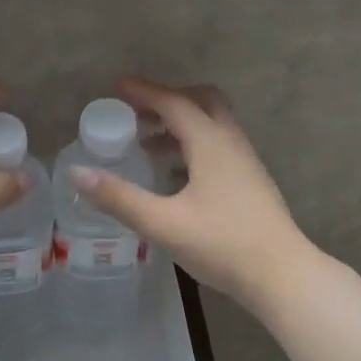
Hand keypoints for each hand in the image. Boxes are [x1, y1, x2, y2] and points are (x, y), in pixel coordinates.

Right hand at [70, 78, 313, 310]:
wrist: (282, 275)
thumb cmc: (222, 245)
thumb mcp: (163, 223)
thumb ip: (119, 198)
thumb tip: (77, 174)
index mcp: (211, 143)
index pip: (174, 103)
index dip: (144, 92)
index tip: (117, 86)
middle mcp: (231, 142)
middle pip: (201, 102)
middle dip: (167, 101)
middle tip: (136, 113)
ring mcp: (245, 161)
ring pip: (212, 124)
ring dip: (180, 125)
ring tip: (146, 145)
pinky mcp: (251, 181)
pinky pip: (218, 145)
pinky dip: (192, 144)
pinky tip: (174, 175)